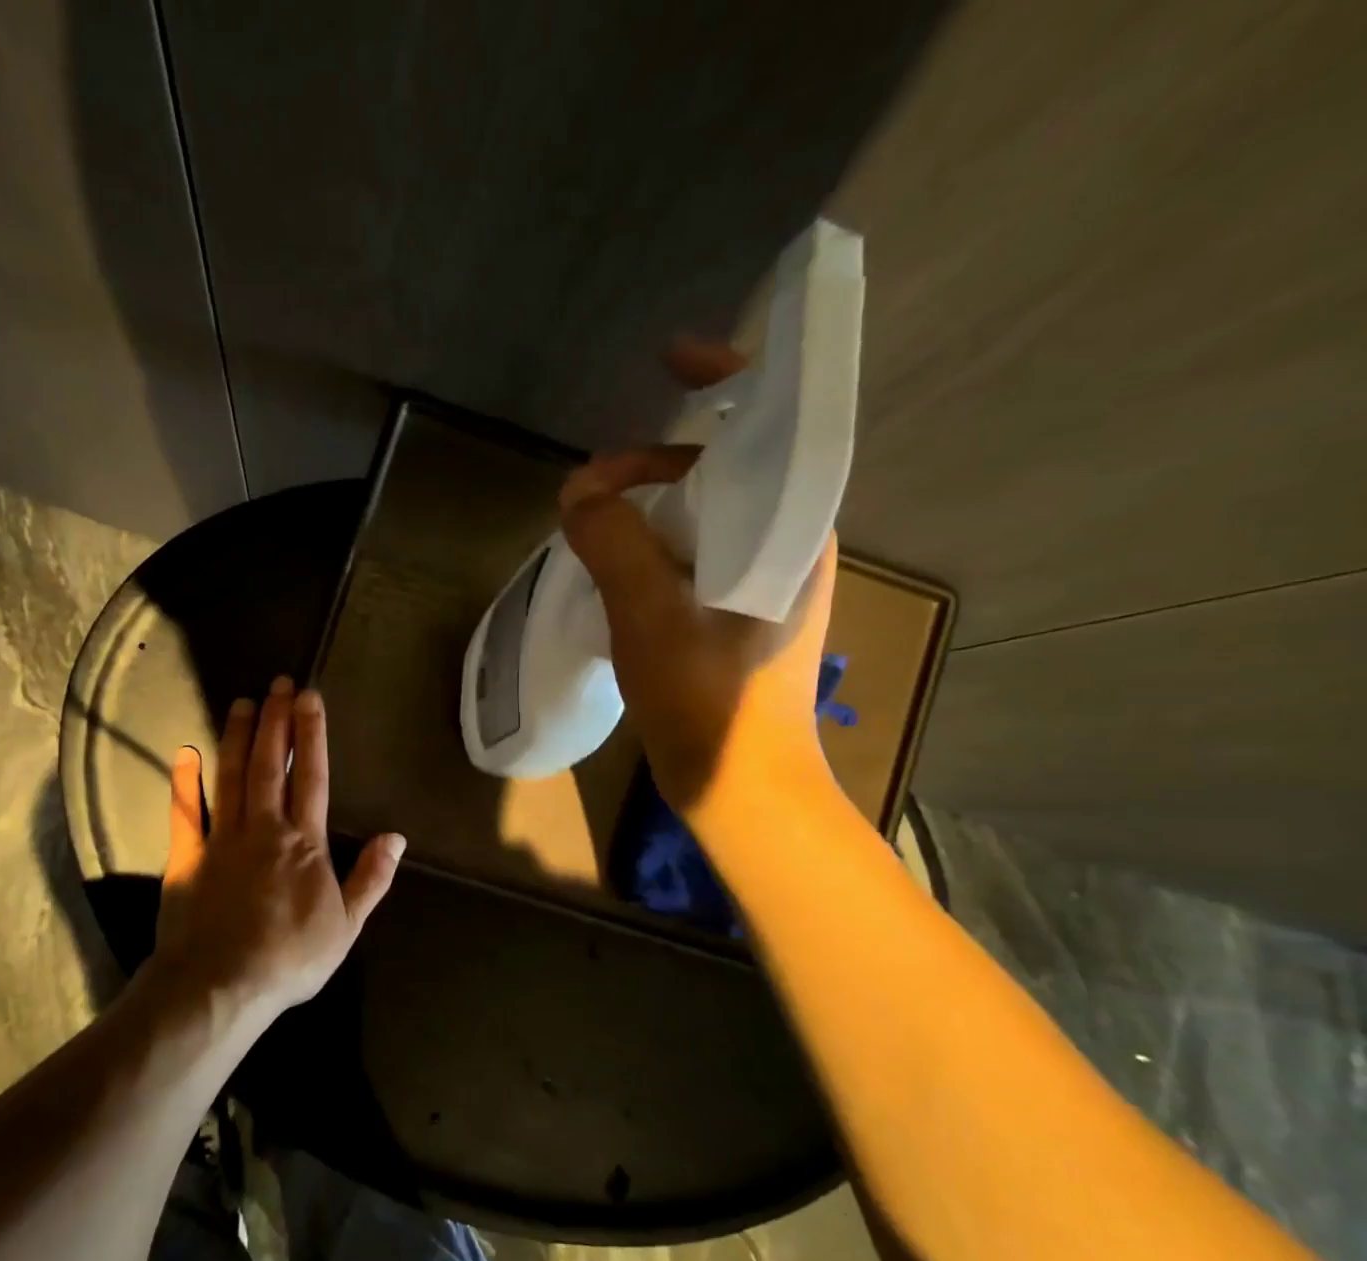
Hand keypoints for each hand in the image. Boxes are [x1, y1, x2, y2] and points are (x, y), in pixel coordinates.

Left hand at [144, 677, 405, 1021]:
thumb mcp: (347, 925)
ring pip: (231, 776)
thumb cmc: (290, 957)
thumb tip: (396, 837)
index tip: (310, 698)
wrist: (221, 986)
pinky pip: (186, 812)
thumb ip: (371, 878)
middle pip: (271, 764)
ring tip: (244, 703)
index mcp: (305, 841)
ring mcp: (222, 838)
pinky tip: (185, 754)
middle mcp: (264, 827)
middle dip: (277, 721)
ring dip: (239, 737)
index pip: (312, 776)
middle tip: (279, 683)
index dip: (312, 734)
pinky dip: (184, 781)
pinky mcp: (188, 856)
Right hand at [559, 339, 837, 816]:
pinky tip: (614, 565)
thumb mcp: (652, 617)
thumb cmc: (711, 705)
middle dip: (660, 462)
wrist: (741, 791)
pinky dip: (653, 547)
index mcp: (794, 530)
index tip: (674, 358)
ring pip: (707, 517)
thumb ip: (614, 543)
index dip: (730, 378)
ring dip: (651, 507)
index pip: (775, 425)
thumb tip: (578, 492)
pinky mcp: (737, 617)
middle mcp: (789, 546)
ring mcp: (764, 585)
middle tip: (593, 484)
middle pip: (729, 470)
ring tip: (594, 520)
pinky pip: (695, 557)